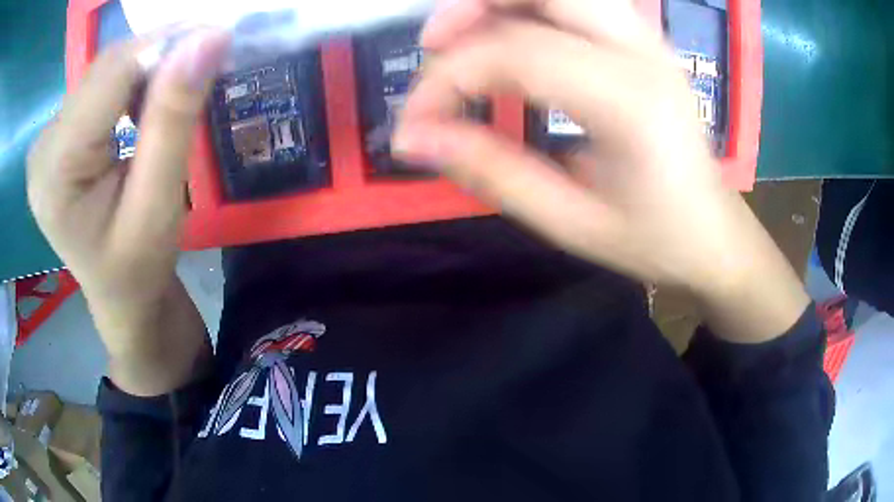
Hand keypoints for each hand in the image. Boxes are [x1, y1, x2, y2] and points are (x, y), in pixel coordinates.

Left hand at [27, 29, 229, 393]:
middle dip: (160, 54)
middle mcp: (44, 145)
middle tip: (207, 61)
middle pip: (106, 68)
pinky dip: (134, 79)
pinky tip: (149, 100)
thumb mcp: (159, 205)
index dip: (166, 47)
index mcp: (56, 172)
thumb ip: (174, 120)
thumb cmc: (139, 268)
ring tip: (180, 87)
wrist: (120, 295)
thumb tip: (209, 39)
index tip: (218, 40)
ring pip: (106, 69)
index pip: (111, 75)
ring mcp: (48, 137)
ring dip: (149, 66)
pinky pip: (101, 84)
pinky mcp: (59, 133)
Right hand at [396, 0, 808, 341]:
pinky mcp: (644, 40)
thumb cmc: (653, 239)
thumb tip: (415, 137)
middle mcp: (643, 51)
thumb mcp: (570, 222)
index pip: (515, 53)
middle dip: (472, 5)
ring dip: (499, 1)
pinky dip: (528, 7)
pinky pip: (577, 0)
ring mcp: (648, 38)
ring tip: (464, 38)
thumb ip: (491, 171)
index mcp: (630, 102)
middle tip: (434, 45)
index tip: (413, 123)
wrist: (713, 232)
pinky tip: (509, 37)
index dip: (446, 78)